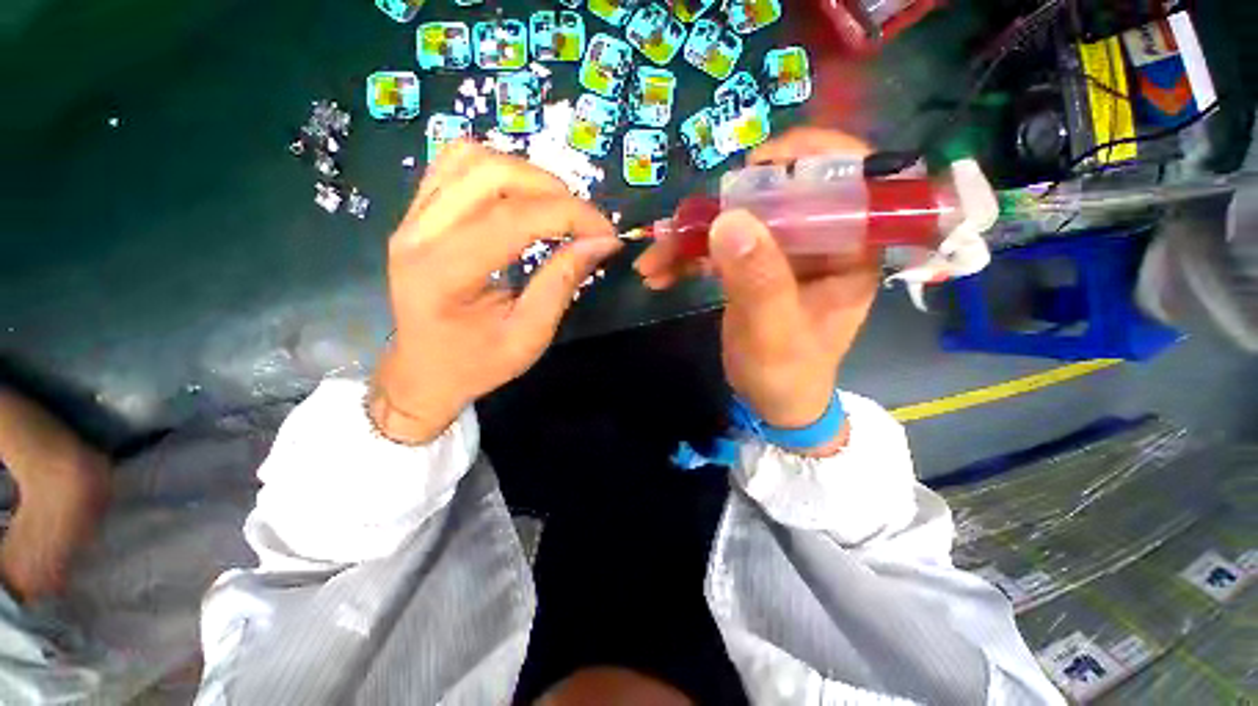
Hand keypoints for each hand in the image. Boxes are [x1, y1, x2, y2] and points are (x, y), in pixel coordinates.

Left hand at [372, 142, 620, 443]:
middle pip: (489, 174)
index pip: (513, 219)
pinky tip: (522, 198)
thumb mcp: (529, 335)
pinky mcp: (416, 215)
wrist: (425, 373)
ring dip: (525, 175)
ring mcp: (411, 218)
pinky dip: (499, 171)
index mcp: (444, 274)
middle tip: (585, 222)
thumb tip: (601, 243)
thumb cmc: (477, 364)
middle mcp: (418, 234)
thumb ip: (562, 284)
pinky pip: (455, 166)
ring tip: (557, 208)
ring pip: (470, 158)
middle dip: (551, 190)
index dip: (570, 216)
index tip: (606, 233)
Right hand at [634, 128, 879, 453]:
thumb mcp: (774, 334)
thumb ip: (758, 280)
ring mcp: (780, 252)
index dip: (812, 155)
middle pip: (776, 195)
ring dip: (690, 236)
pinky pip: (718, 246)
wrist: (772, 401)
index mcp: (850, 251)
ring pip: (737, 220)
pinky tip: (658, 273)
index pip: (852, 179)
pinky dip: (685, 257)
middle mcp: (819, 242)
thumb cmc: (787, 375)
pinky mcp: (752, 265)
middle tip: (681, 226)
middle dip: (722, 206)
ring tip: (654, 259)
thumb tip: (729, 218)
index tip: (759, 163)